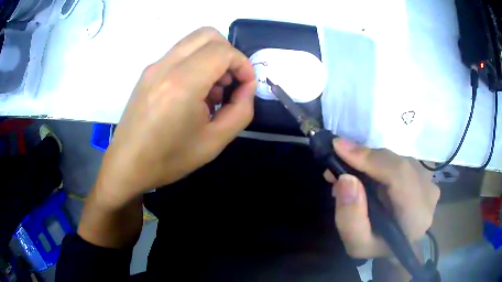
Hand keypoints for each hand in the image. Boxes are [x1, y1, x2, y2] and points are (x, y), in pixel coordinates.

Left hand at [96, 27, 255, 206]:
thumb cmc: (169, 159)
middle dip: (228, 53)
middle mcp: (166, 66)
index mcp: (182, 83)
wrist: (127, 165)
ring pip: (192, 42)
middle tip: (229, 82)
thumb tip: (246, 88)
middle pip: (207, 35)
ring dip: (211, 58)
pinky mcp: (148, 73)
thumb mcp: (215, 141)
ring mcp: (153, 67)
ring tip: (211, 92)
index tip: (246, 87)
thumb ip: (241, 110)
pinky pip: (179, 54)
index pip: (223, 51)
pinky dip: (195, 63)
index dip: (243, 65)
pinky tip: (193, 93)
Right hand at [324, 138, 439, 258]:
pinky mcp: (425, 174)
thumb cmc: (378, 248)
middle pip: (397, 163)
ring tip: (350, 173)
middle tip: (337, 161)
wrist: (400, 245)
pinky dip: (380, 163)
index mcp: (416, 216)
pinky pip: (399, 160)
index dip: (371, 158)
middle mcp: (428, 194)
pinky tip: (367, 174)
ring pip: (397, 160)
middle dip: (365, 158)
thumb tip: (345, 179)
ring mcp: (429, 181)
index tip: (339, 148)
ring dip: (371, 161)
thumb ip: (350, 218)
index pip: (399, 175)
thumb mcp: (357, 245)